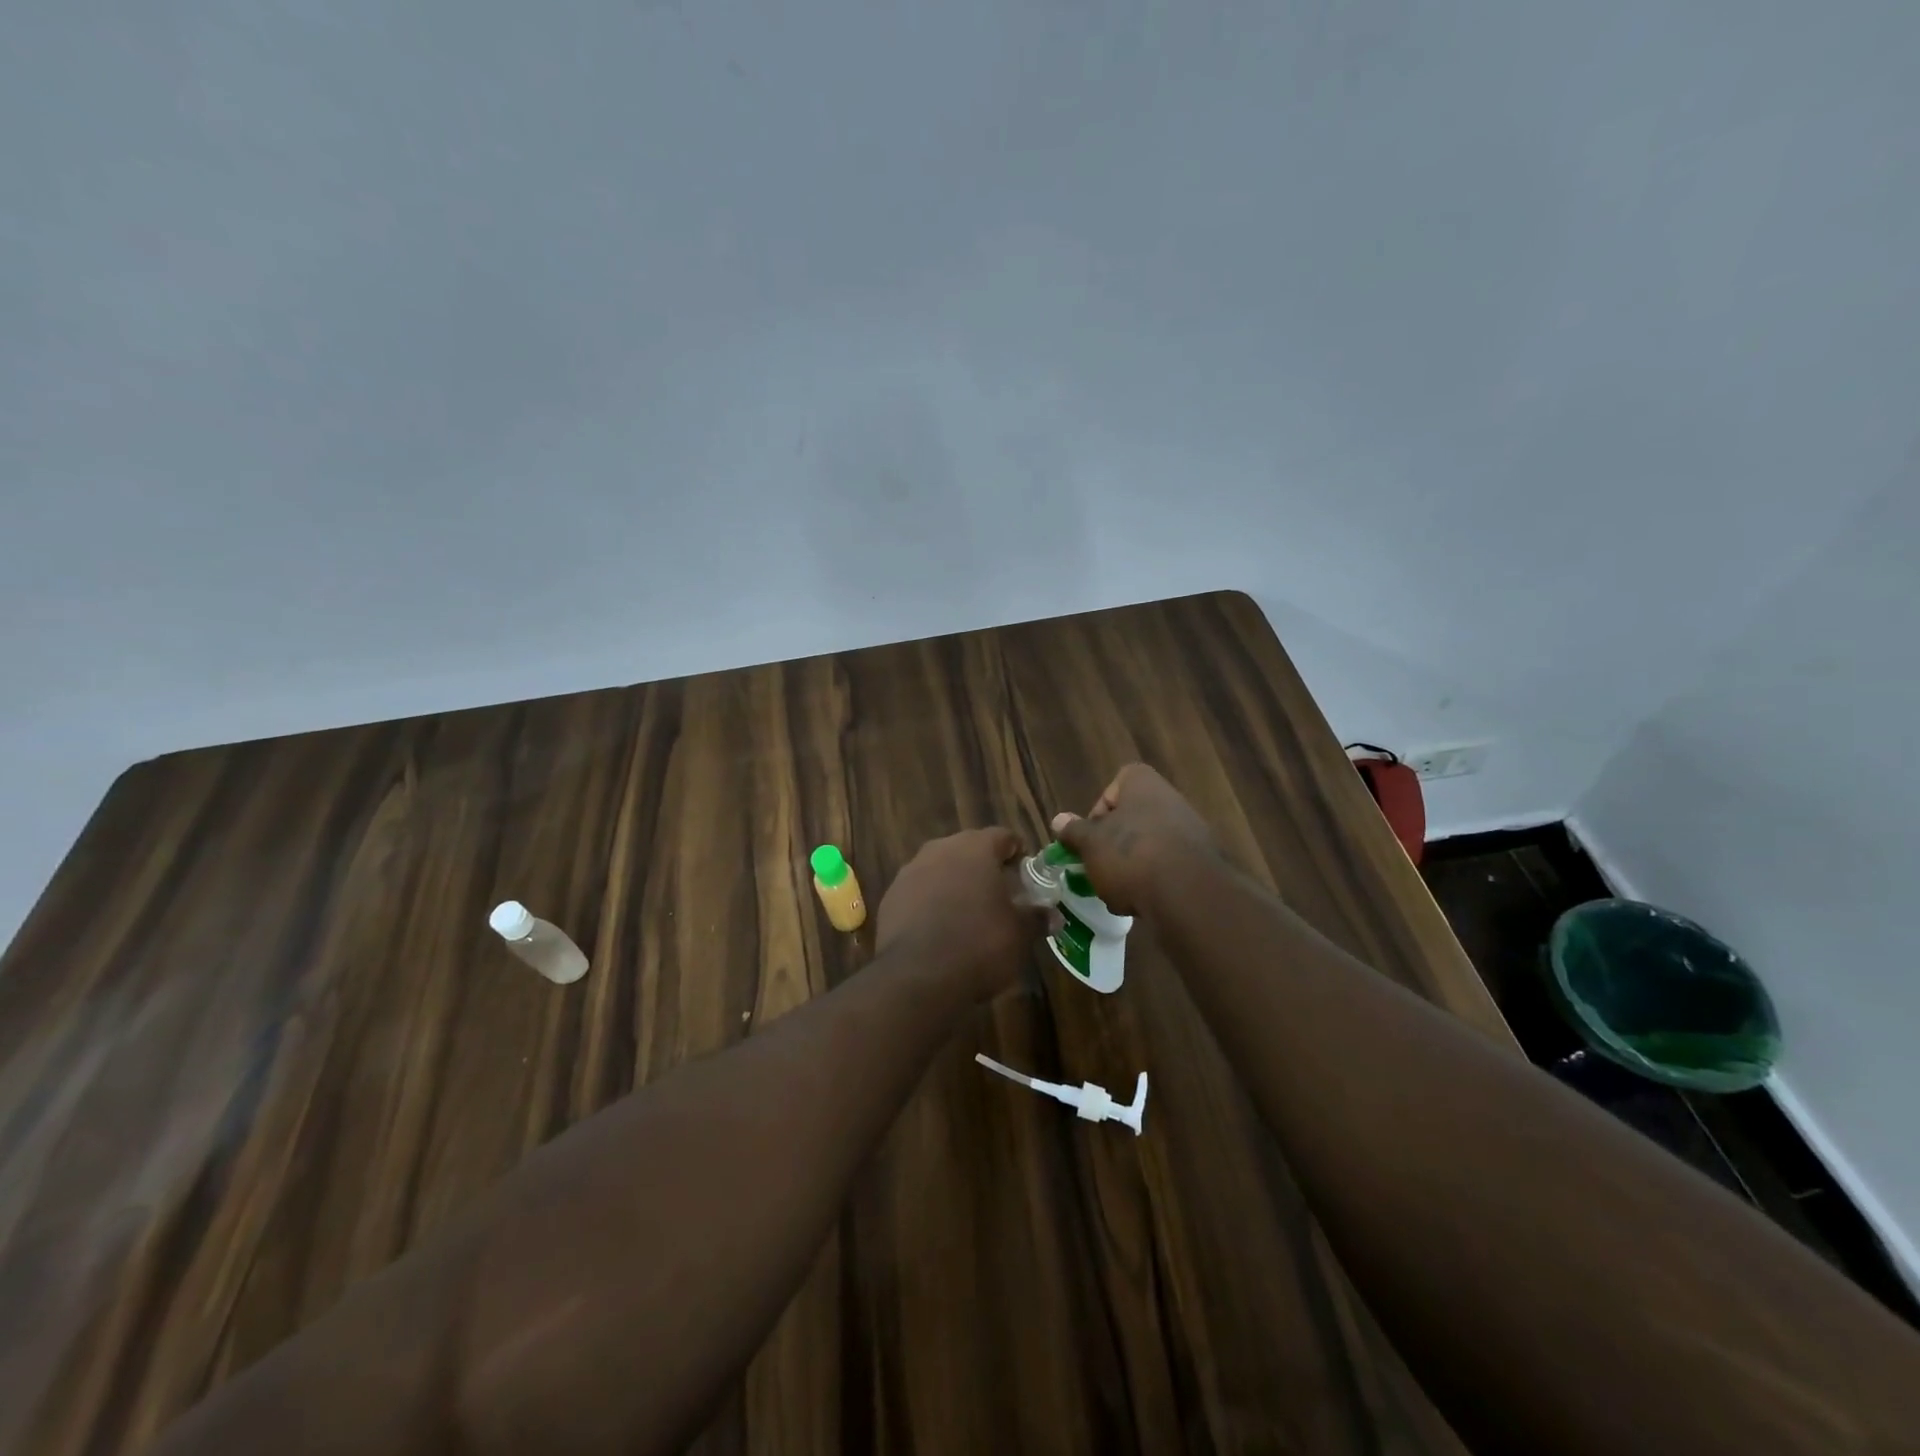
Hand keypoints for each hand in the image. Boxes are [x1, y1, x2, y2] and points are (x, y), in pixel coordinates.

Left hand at [876, 828, 1044, 1000]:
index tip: (1025, 873)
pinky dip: (931, 903)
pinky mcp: (890, 897)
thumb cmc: (980, 944)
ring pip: (940, 869)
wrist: (918, 977)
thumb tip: (1053, 916)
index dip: (1017, 853)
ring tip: (969, 913)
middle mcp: (940, 849)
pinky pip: (918, 892)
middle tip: (1000, 894)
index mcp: (975, 848)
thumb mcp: (1020, 934)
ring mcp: (910, 872)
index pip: (1003, 836)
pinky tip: (940, 929)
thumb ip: (1036, 918)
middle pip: (968, 849)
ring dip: (955, 884)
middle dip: (984, 868)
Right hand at [1050, 764, 1219, 915]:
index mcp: (1143, 784)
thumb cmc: (1130, 855)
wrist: (1187, 894)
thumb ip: (1074, 831)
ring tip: (1119, 890)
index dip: (1099, 810)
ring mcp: (1191, 830)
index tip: (1090, 835)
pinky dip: (1154, 881)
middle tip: (1100, 864)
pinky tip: (1143, 901)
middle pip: (1132, 818)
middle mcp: (1171, 799)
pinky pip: (1169, 867)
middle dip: (1114, 843)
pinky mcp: (1202, 862)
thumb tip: (1058, 820)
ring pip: (1150, 844)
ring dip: (1133, 865)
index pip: (1115, 785)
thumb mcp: (1090, 844)